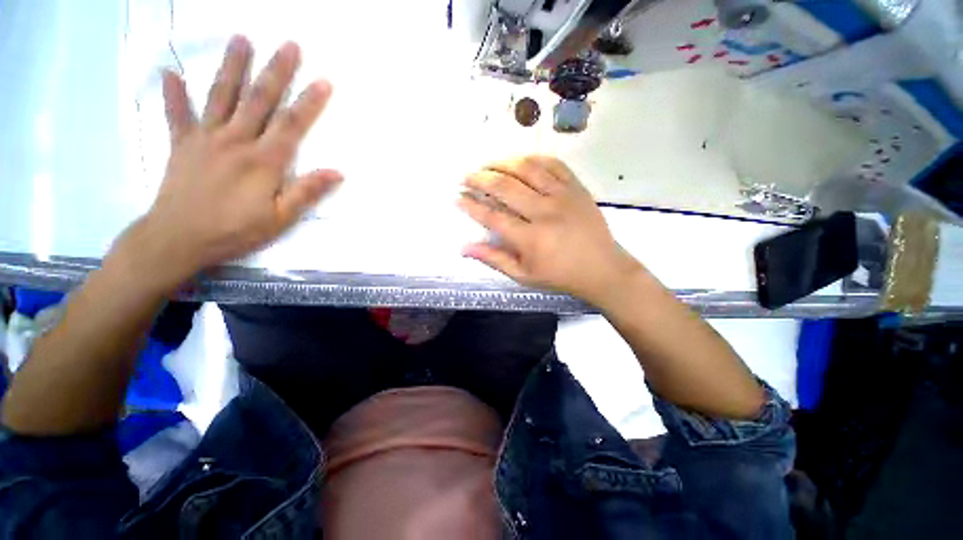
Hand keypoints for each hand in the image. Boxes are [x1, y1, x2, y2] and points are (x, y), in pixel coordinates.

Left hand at [129, 36, 341, 287]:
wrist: (178, 239)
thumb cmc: (235, 231)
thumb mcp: (280, 218)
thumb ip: (307, 192)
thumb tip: (337, 172)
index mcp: (264, 161)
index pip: (292, 125)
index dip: (310, 102)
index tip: (324, 81)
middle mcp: (236, 141)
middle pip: (259, 100)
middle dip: (276, 71)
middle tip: (288, 44)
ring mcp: (206, 139)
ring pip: (221, 96)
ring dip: (233, 67)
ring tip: (241, 39)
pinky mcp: (182, 145)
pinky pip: (177, 115)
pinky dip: (173, 94)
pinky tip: (171, 74)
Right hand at [458, 155, 643, 304]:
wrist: (602, 268)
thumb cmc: (560, 275)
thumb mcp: (524, 275)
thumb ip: (494, 259)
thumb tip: (464, 248)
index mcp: (530, 238)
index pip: (492, 216)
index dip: (471, 205)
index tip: (457, 197)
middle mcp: (544, 212)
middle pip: (506, 187)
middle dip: (480, 179)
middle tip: (466, 176)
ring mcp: (563, 196)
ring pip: (527, 169)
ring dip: (503, 163)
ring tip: (488, 164)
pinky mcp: (577, 188)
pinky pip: (553, 164)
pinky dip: (533, 159)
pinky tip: (520, 161)